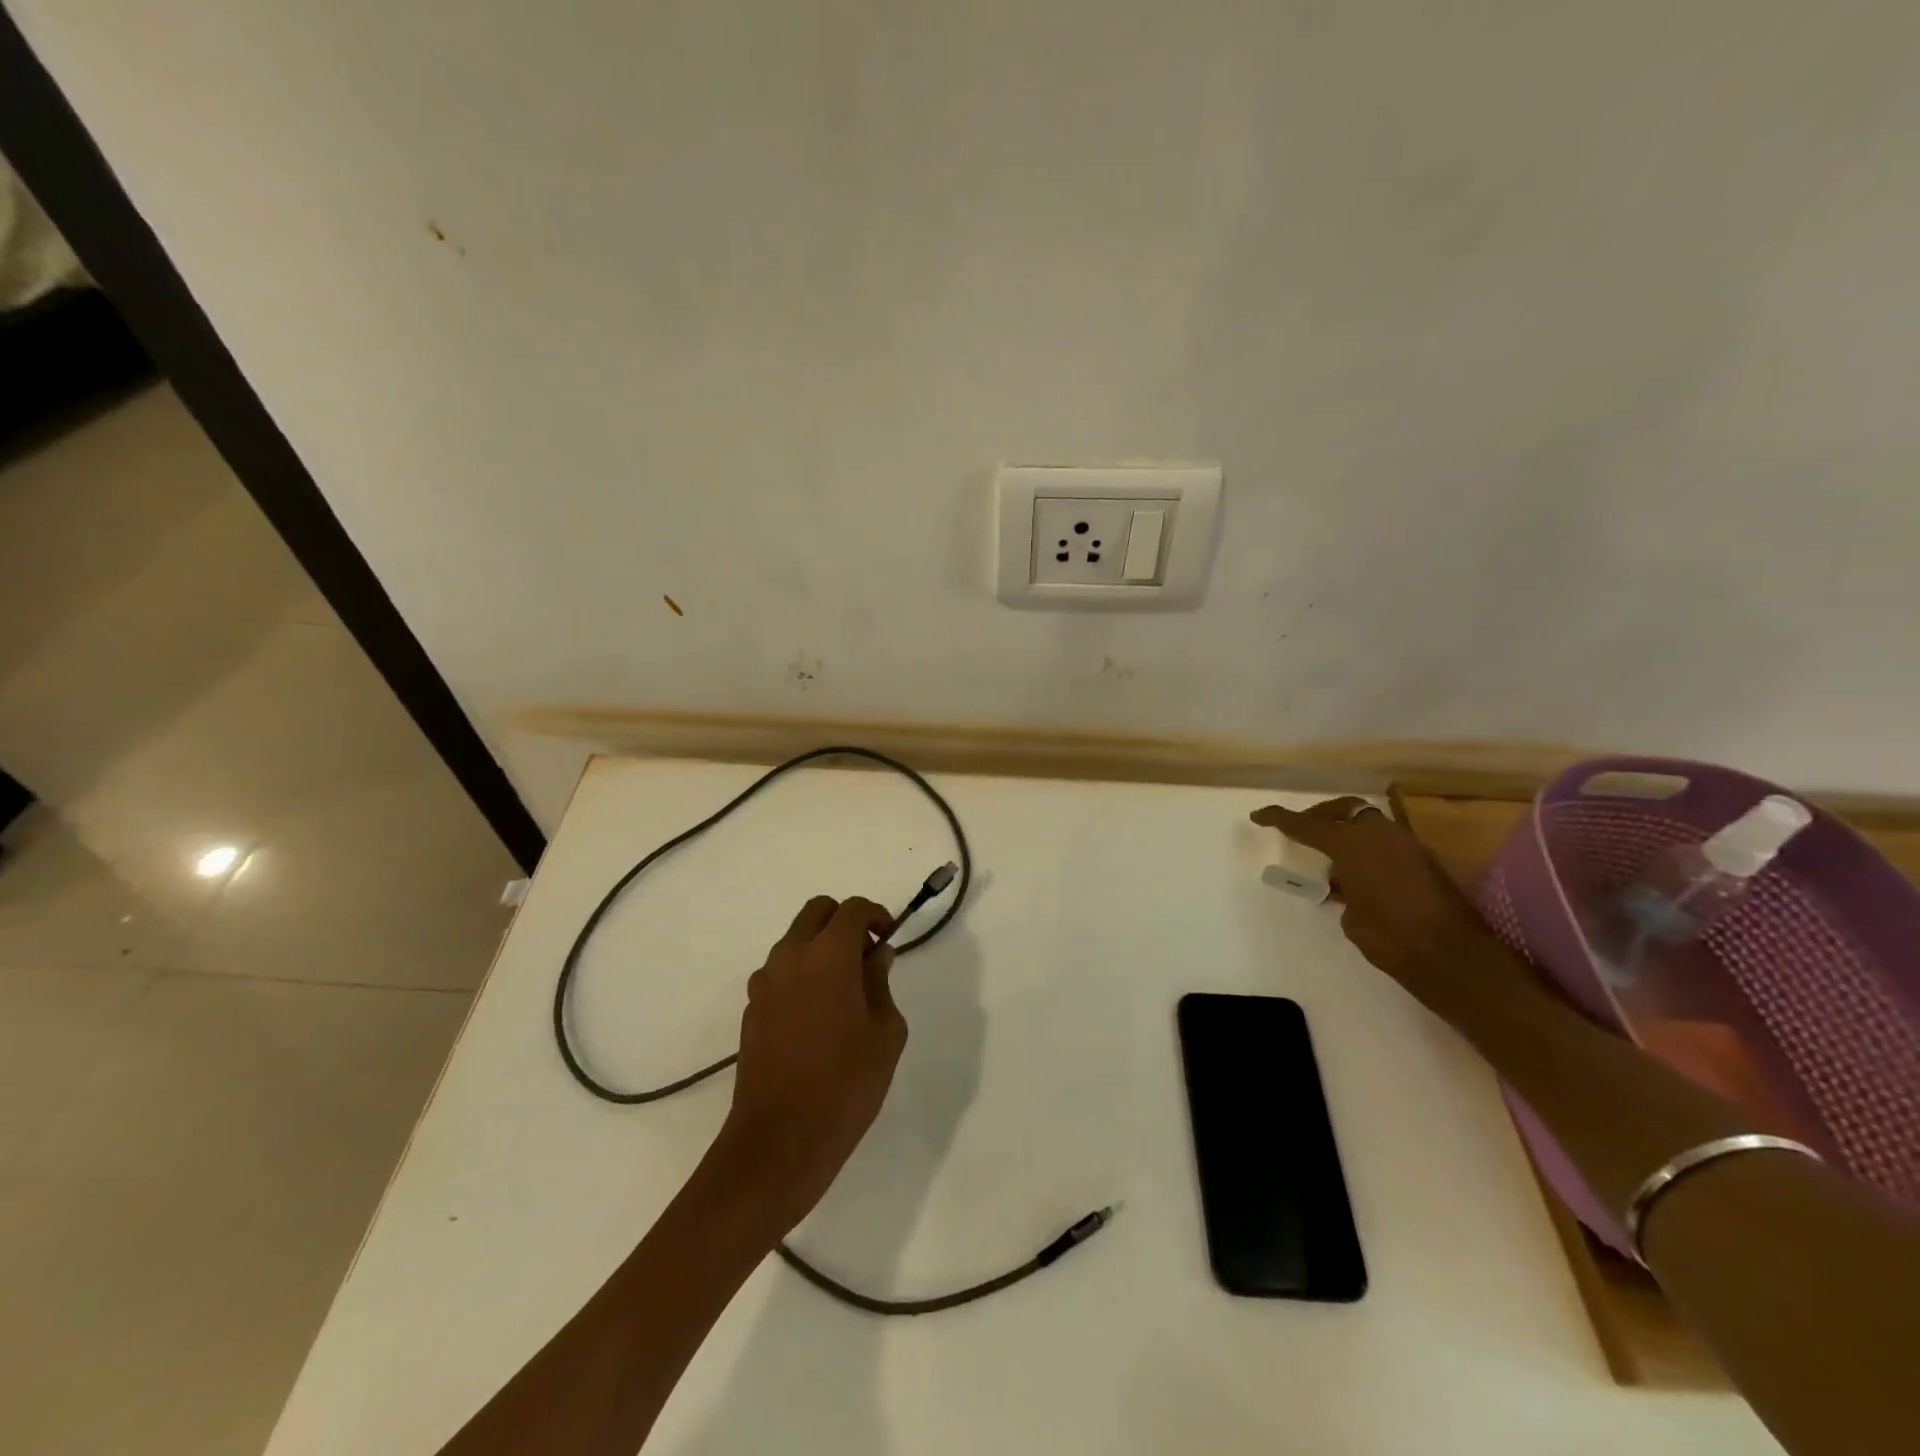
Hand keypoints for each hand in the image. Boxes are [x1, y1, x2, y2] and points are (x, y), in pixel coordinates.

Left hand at [715, 895, 907, 1233]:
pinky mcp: (751, 1009)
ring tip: (844, 990)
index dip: (876, 915)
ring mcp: (765, 982)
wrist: (780, 1141)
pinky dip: (801, 975)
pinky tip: (817, 1016)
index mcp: (828, 955)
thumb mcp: (885, 1033)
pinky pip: (780, 972)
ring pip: (795, 940)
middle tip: (866, 956)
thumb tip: (875, 957)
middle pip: (817, 911)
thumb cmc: (846, 1084)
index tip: (889, 937)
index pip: (853, 909)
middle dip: (844, 921)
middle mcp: (791, 957)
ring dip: (820, 948)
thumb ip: (881, 983)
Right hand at [1251, 798, 1524, 1014]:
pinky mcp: (1426, 862)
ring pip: (1370, 824)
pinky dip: (1369, 850)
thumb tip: (1346, 884)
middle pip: (1345, 810)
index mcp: (1353, 845)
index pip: (1307, 825)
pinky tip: (1360, 877)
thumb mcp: (1352, 917)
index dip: (1279, 819)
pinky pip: (1387, 844)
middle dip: (1321, 815)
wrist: (1454, 959)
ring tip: (1333, 861)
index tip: (1259, 816)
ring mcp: (1408, 846)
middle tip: (1303, 828)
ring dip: (1348, 833)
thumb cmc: (1391, 939)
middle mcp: (1380, 836)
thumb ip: (1343, 890)